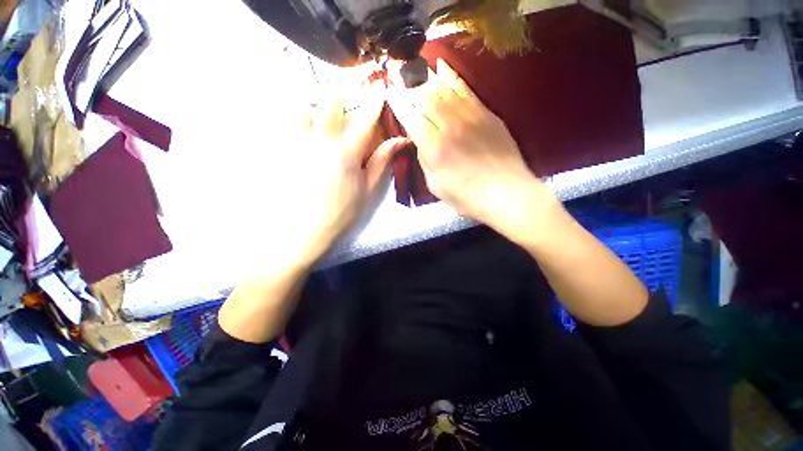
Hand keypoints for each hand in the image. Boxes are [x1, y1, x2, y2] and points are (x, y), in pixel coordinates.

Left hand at [288, 74, 406, 266]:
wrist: (303, 230)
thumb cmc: (341, 213)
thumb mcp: (367, 191)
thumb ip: (382, 163)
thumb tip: (399, 142)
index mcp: (347, 153)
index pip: (365, 120)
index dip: (374, 102)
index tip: (380, 89)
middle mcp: (321, 141)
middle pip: (331, 102)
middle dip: (343, 87)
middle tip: (349, 83)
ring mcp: (298, 143)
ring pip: (302, 106)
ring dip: (314, 101)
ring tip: (320, 106)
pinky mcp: (281, 150)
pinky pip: (284, 123)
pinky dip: (294, 117)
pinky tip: (299, 125)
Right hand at [387, 59, 556, 239]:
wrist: (506, 193)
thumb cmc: (467, 197)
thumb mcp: (435, 186)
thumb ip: (424, 161)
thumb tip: (420, 142)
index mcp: (434, 147)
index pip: (410, 118)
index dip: (398, 104)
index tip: (389, 93)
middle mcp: (449, 126)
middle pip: (424, 98)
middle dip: (407, 86)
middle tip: (397, 76)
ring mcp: (470, 116)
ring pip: (443, 89)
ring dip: (425, 78)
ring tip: (413, 69)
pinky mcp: (486, 113)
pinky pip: (465, 89)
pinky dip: (451, 76)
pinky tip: (441, 65)